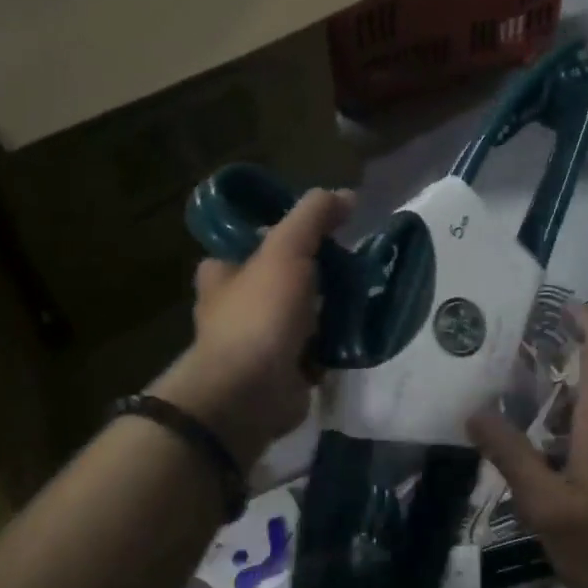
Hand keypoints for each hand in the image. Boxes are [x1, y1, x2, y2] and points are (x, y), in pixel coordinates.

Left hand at [152, 188, 352, 469]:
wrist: (253, 392)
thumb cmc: (261, 313)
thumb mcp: (286, 249)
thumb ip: (312, 217)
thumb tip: (346, 195)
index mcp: (223, 273)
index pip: (251, 242)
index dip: (283, 233)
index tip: (322, 230)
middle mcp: (235, 306)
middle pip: (282, 278)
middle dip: (315, 273)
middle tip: (351, 263)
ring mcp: (259, 341)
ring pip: (301, 313)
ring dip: (329, 309)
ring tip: (364, 293)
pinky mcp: (283, 370)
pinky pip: (315, 347)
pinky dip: (334, 342)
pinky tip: (359, 330)